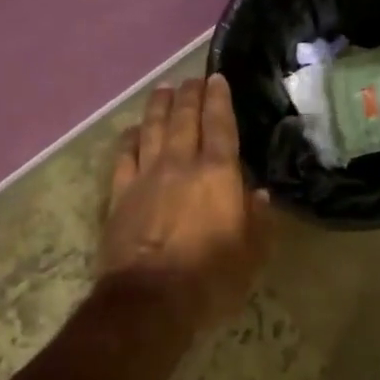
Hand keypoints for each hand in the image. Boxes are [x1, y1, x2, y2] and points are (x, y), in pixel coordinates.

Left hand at [100, 74, 269, 331]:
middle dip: (189, 94)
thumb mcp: (251, 254)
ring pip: (152, 129)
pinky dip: (129, 139)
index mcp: (218, 173)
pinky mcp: (120, 195)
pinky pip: (124, 156)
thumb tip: (259, 193)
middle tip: (193, 78)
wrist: (150, 301)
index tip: (217, 78)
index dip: (219, 99)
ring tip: (163, 89)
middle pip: (184, 118)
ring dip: (159, 106)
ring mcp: (147, 176)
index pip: (220, 124)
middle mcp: (181, 164)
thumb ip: (258, 220)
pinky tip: (132, 130)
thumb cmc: (210, 277)